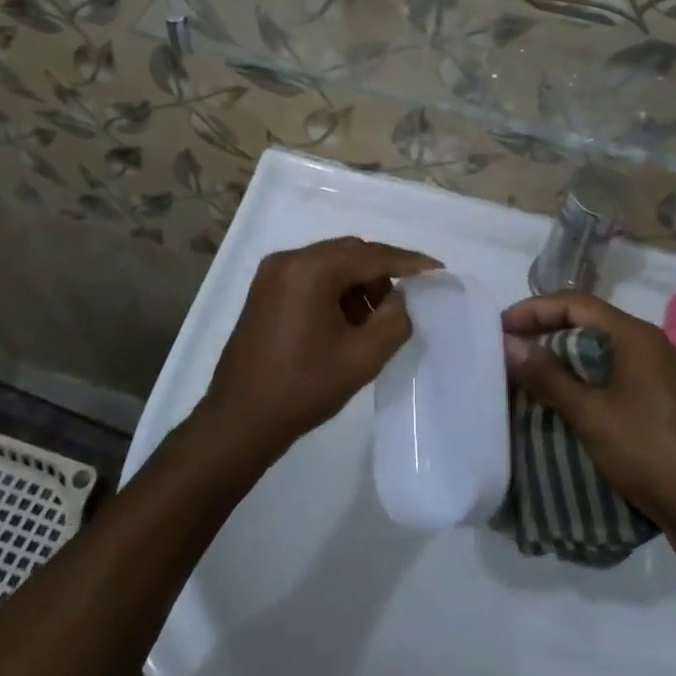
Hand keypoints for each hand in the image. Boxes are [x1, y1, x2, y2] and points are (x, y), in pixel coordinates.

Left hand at [202, 237, 439, 461]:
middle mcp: (288, 260)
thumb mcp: (361, 358)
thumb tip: (399, 298)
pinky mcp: (265, 291)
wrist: (239, 421)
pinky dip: (335, 291)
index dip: (407, 261)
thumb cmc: (302, 388)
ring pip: (331, 264)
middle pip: (349, 253)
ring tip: (374, 321)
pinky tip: (346, 322)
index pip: (370, 255)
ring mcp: (272, 274)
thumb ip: (394, 320)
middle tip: (404, 303)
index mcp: (310, 269)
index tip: (437, 270)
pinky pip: (312, 277)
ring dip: (358, 283)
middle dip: (381, 274)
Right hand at [502, 293, 675, 552]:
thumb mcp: (591, 414)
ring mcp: (664, 377)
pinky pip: (619, 379)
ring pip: (605, 354)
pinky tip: (569, 406)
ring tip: (532, 379)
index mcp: (637, 336)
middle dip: (548, 334)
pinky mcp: (668, 405)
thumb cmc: (650, 453)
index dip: (534, 310)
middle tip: (512, 353)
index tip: (501, 327)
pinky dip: (589, 384)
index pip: (575, 303)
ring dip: (567, 361)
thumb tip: (509, 343)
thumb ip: (548, 376)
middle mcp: (653, 346)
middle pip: (590, 325)